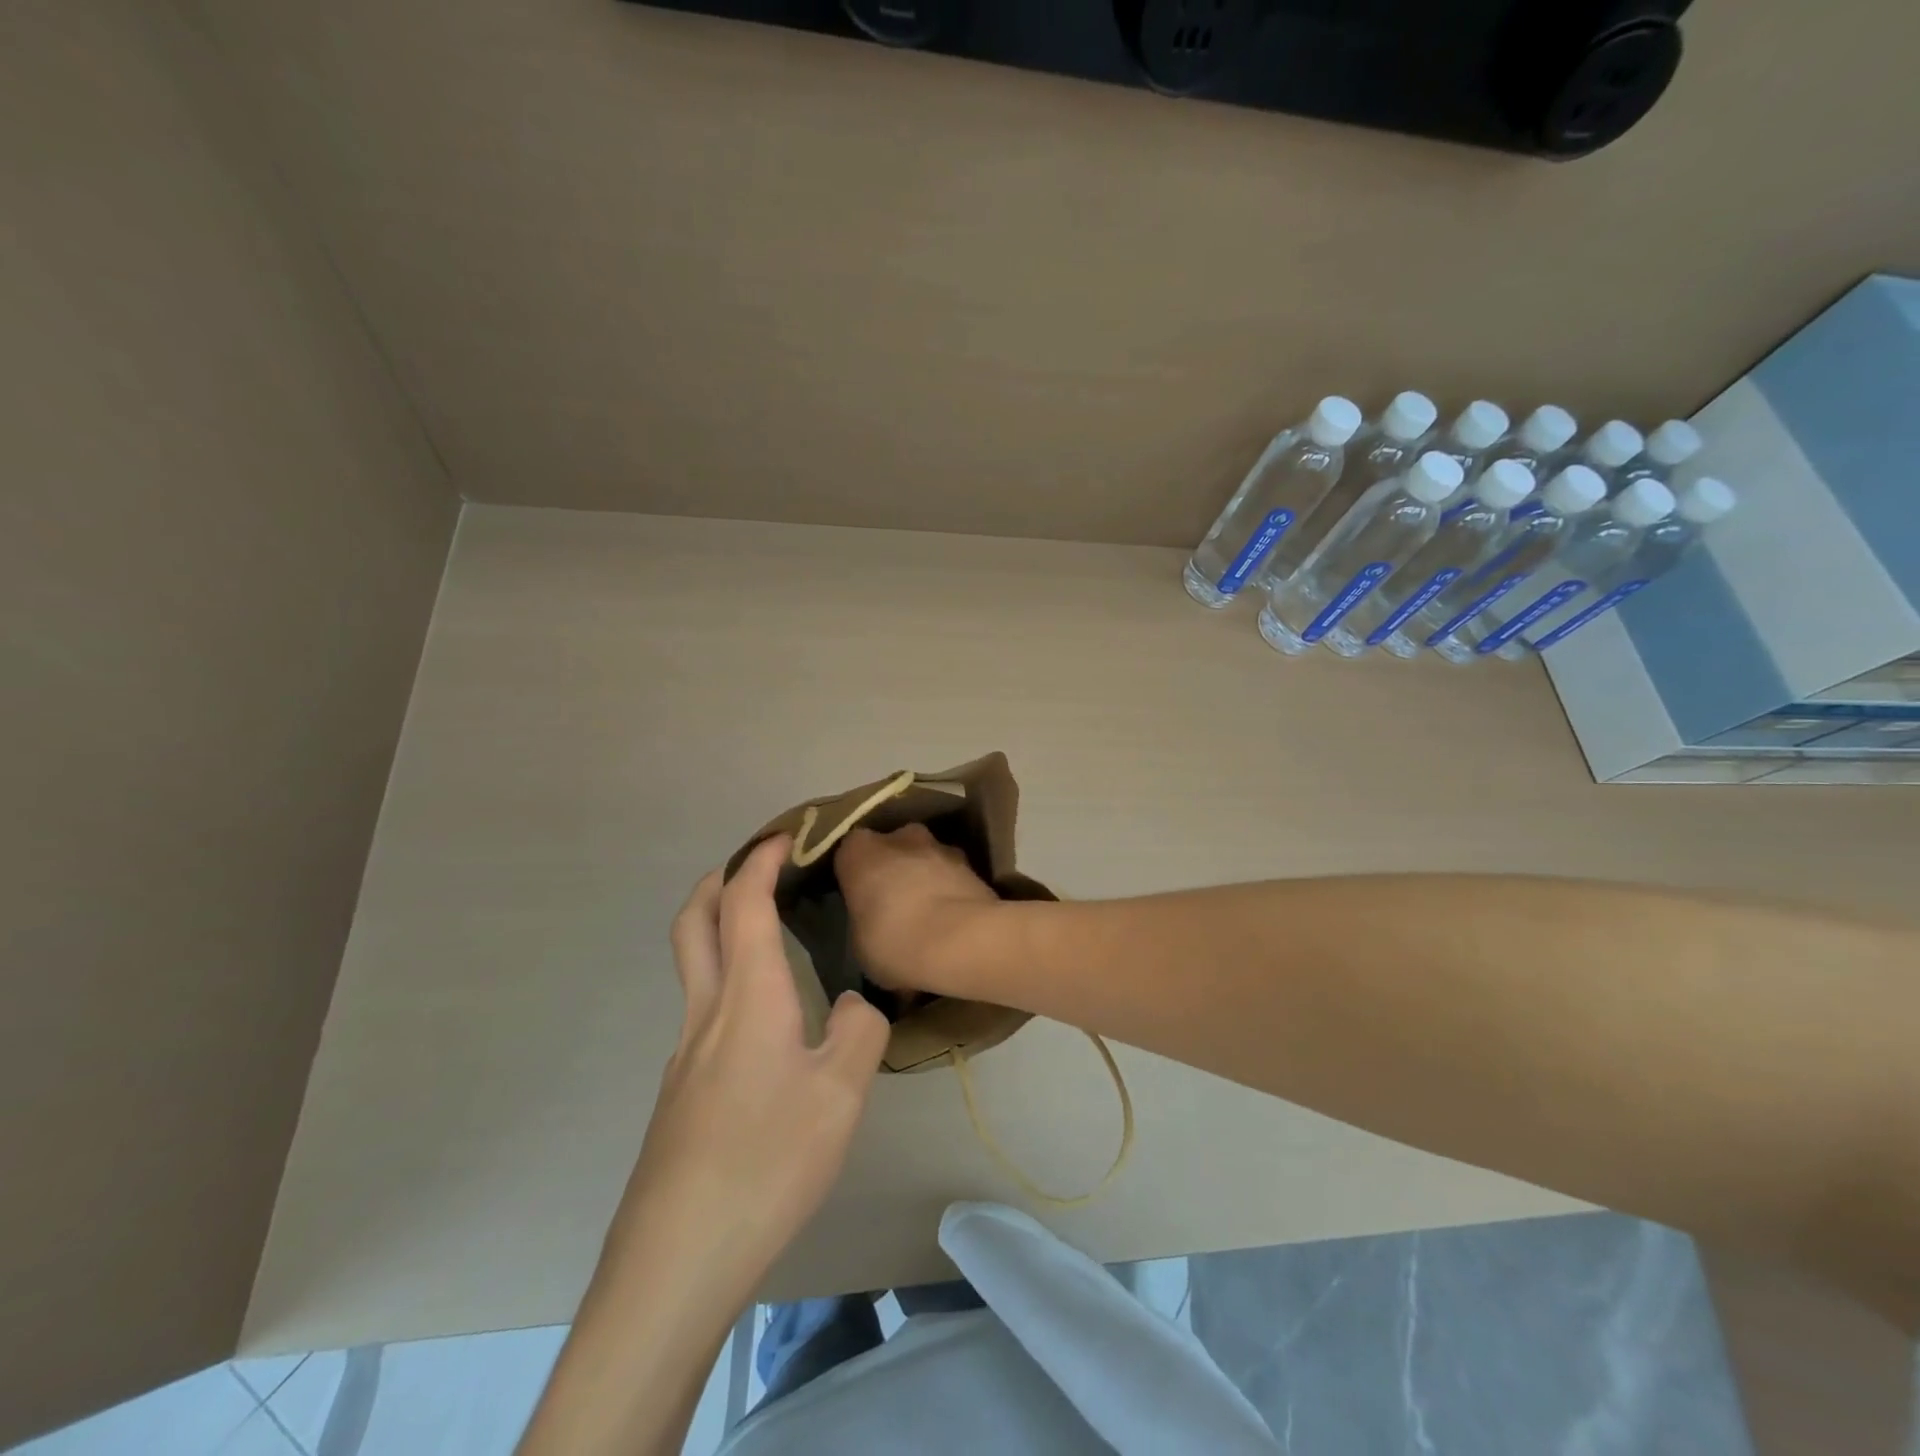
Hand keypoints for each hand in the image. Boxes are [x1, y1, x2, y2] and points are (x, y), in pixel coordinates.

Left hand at [607, 835, 890, 1301]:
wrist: (678, 1257)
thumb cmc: (767, 1160)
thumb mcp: (841, 1094)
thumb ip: (859, 1033)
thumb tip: (853, 1007)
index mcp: (748, 998)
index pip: (745, 904)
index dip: (761, 861)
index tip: (786, 837)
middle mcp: (707, 1013)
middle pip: (693, 923)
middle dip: (720, 881)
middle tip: (756, 867)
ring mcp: (686, 1056)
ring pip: (694, 969)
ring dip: (721, 931)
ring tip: (769, 938)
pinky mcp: (681, 1094)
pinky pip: (704, 1013)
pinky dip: (729, 982)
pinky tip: (767, 1027)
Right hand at [835, 824, 1002, 992]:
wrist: (963, 941)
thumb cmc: (894, 942)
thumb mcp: (860, 945)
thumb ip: (865, 922)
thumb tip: (874, 925)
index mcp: (860, 851)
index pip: (849, 855)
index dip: (855, 878)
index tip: (860, 901)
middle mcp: (900, 837)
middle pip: (893, 850)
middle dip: (895, 872)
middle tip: (895, 908)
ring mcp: (941, 846)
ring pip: (927, 860)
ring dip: (927, 880)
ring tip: (930, 920)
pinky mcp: (974, 864)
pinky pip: (953, 877)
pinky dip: (952, 893)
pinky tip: (955, 925)